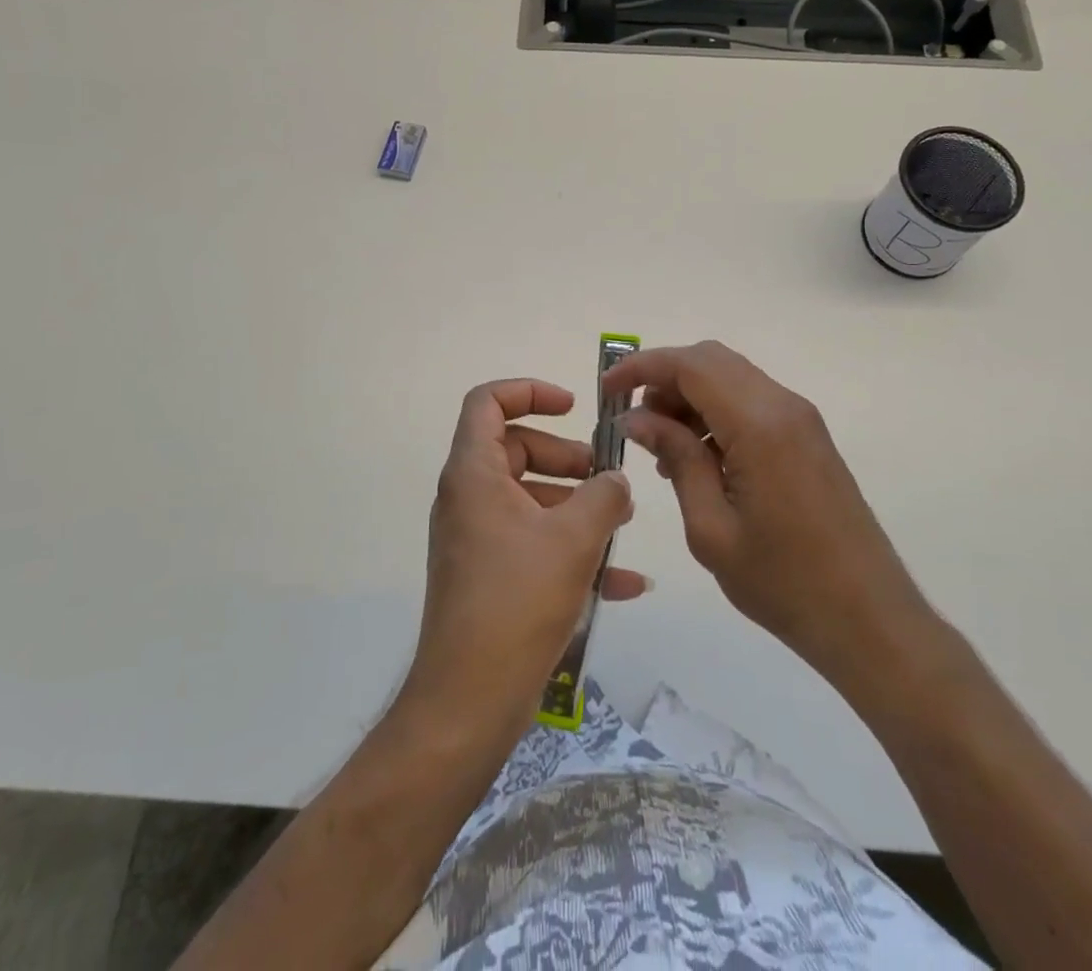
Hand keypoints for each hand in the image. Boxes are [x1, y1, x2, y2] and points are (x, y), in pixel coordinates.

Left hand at [400, 379, 645, 736]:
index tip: (573, 406)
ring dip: (576, 505)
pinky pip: (532, 545)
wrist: (469, 700)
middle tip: (605, 475)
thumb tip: (616, 482)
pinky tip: (623, 582)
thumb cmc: (517, 601)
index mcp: (474, 474)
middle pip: (516, 449)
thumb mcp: (574, 539)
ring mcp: (475, 539)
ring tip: (622, 525)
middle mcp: (468, 499)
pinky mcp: (487, 577)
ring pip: (529, 499)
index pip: (487, 402)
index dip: (529, 391)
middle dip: (566, 456)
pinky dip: (570, 550)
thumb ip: (604, 497)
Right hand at [606, 341, 936, 684]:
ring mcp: (801, 419)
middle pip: (711, 360)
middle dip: (664, 379)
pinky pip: (750, 402)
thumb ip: (676, 458)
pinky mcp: (808, 437)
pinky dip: (715, 413)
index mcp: (760, 424)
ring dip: (689, 396)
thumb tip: (637, 416)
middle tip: (634, 424)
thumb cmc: (783, 582)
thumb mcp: (710, 527)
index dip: (642, 367)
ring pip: (731, 378)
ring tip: (662, 450)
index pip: (691, 365)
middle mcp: (783, 405)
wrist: (870, 620)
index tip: (607, 390)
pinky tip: (698, 459)